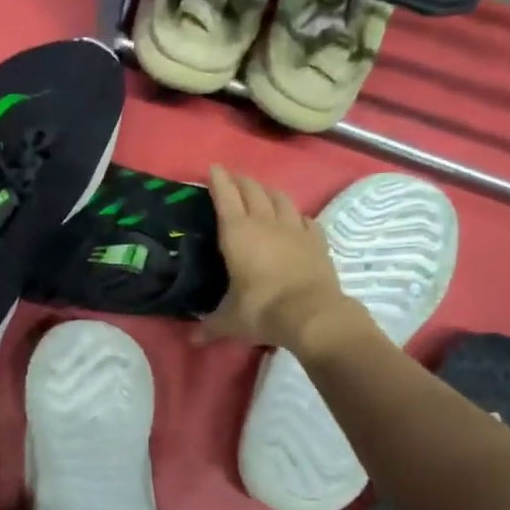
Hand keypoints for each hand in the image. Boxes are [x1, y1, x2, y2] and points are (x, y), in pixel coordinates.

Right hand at [198, 165, 348, 350]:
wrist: (312, 314)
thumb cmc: (262, 310)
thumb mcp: (230, 321)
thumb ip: (211, 326)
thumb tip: (193, 341)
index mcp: (237, 234)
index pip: (225, 197)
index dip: (218, 180)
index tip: (213, 168)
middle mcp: (265, 223)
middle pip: (253, 190)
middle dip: (241, 180)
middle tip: (233, 178)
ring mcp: (294, 229)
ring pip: (280, 198)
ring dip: (268, 191)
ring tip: (262, 192)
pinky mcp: (317, 240)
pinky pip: (305, 219)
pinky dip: (297, 216)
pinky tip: (296, 220)